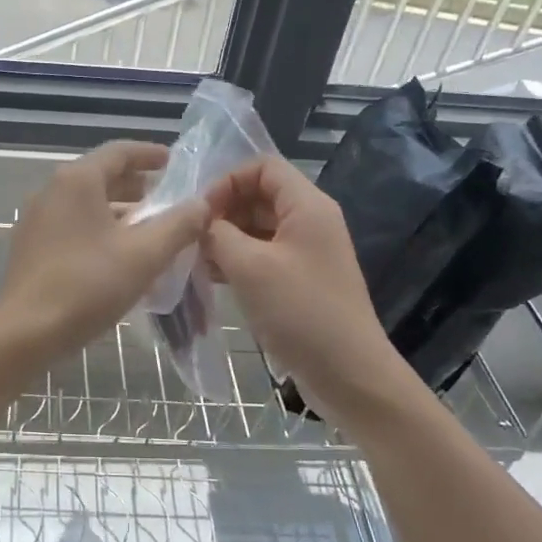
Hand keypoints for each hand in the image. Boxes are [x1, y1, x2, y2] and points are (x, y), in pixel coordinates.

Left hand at [0, 141, 209, 360]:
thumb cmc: (88, 285)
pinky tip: (120, 256)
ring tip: (152, 232)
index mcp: (77, 181)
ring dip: (120, 213)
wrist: (26, 332)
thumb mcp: (144, 255)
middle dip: (138, 187)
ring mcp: (36, 219)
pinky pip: (73, 226)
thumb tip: (201, 204)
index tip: (176, 164)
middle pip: (102, 177)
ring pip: (87, 204)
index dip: (150, 155)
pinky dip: (100, 230)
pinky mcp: (31, 247)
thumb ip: (178, 225)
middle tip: (170, 202)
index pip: (119, 152)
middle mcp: (52, 191)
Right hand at [205, 156, 422, 418]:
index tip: (200, 211)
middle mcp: (309, 221)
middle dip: (223, 210)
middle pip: (259, 195)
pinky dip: (237, 260)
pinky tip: (210, 277)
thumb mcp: (249, 267)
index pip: (262, 167)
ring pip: (258, 227)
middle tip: (192, 237)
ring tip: (195, 258)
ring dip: (226, 237)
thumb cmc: (300, 312)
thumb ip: (218, 234)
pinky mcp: (300, 280)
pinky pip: (263, 255)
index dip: (227, 180)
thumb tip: (199, 220)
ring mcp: (306, 252)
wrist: (349, 375)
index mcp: (307, 206)